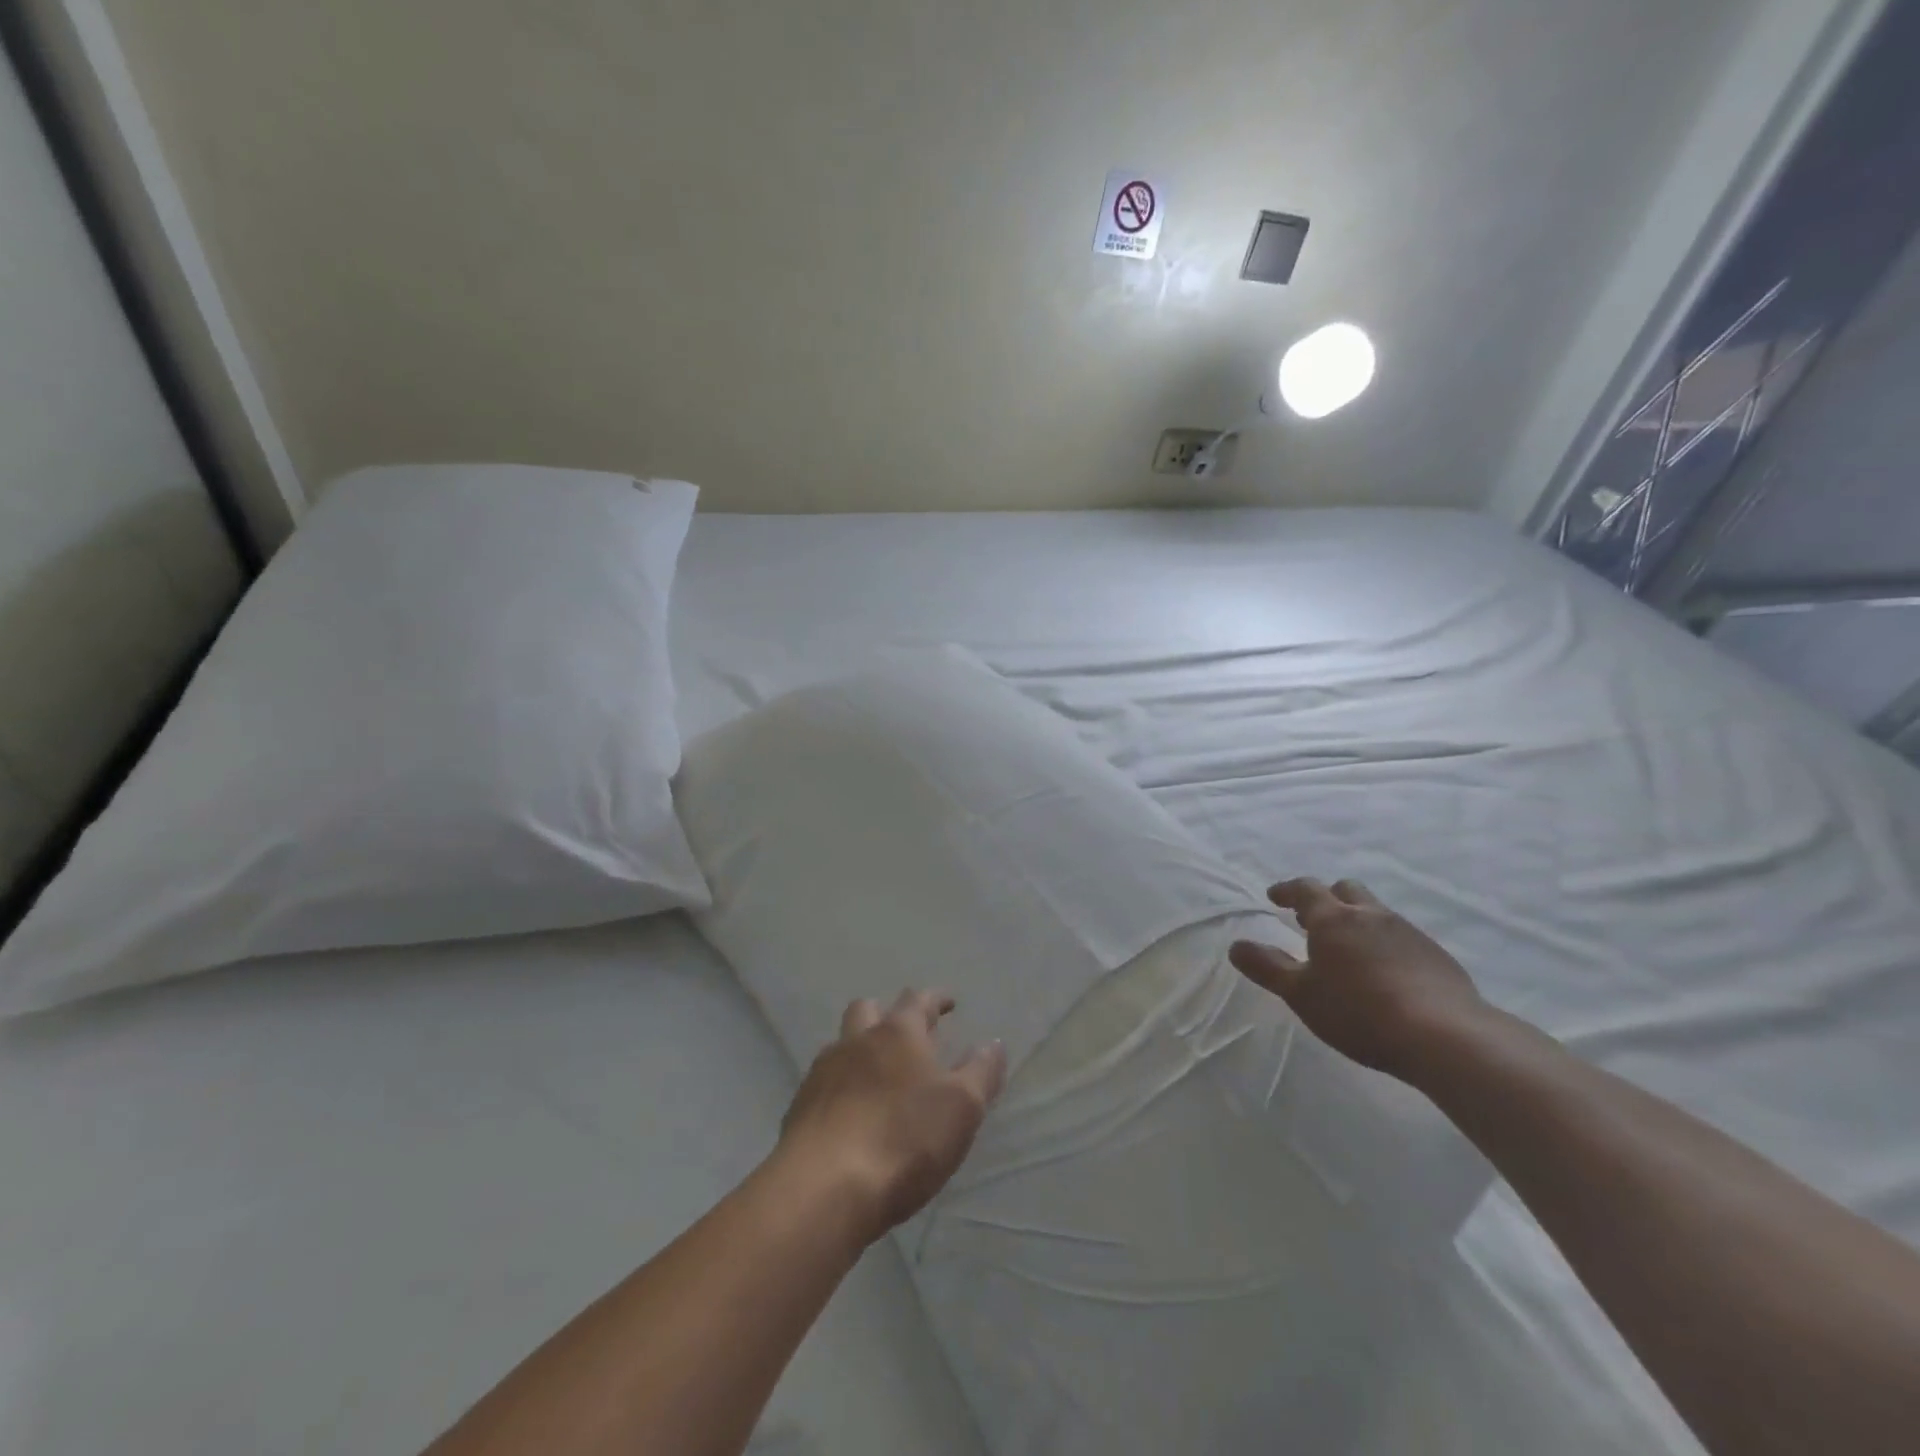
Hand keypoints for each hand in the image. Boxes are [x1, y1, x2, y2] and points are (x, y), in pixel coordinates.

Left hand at [777, 990, 1006, 1244]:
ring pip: (842, 1044)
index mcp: (897, 1033)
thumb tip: (993, 1043)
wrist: (823, 1188)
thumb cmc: (904, 1140)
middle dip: (888, 1014)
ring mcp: (822, 1073)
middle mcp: (856, 1041)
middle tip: (907, 1034)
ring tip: (878, 1074)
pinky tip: (851, 1112)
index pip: (918, 1000)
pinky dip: (840, 1086)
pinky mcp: (800, 1108)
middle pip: (868, 1010)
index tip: (948, 1003)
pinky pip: (823, 1083)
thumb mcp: (962, 1108)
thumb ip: (981, 1072)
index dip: (935, 999)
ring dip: (860, 1049)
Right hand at [1229, 878, 1487, 1084]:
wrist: (1445, 1036)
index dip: (1288, 890)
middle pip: (1346, 891)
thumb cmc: (1358, 1011)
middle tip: (1312, 920)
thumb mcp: (1301, 994)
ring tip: (1348, 948)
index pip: (1306, 889)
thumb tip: (1236, 946)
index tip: (1275, 896)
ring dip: (1358, 921)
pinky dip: (1385, 944)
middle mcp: (1371, 915)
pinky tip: (1385, 973)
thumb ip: (1267, 967)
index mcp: (1334, 919)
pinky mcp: (1437, 956)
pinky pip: (1402, 937)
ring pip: (1377, 913)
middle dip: (1327, 898)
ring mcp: (1408, 933)